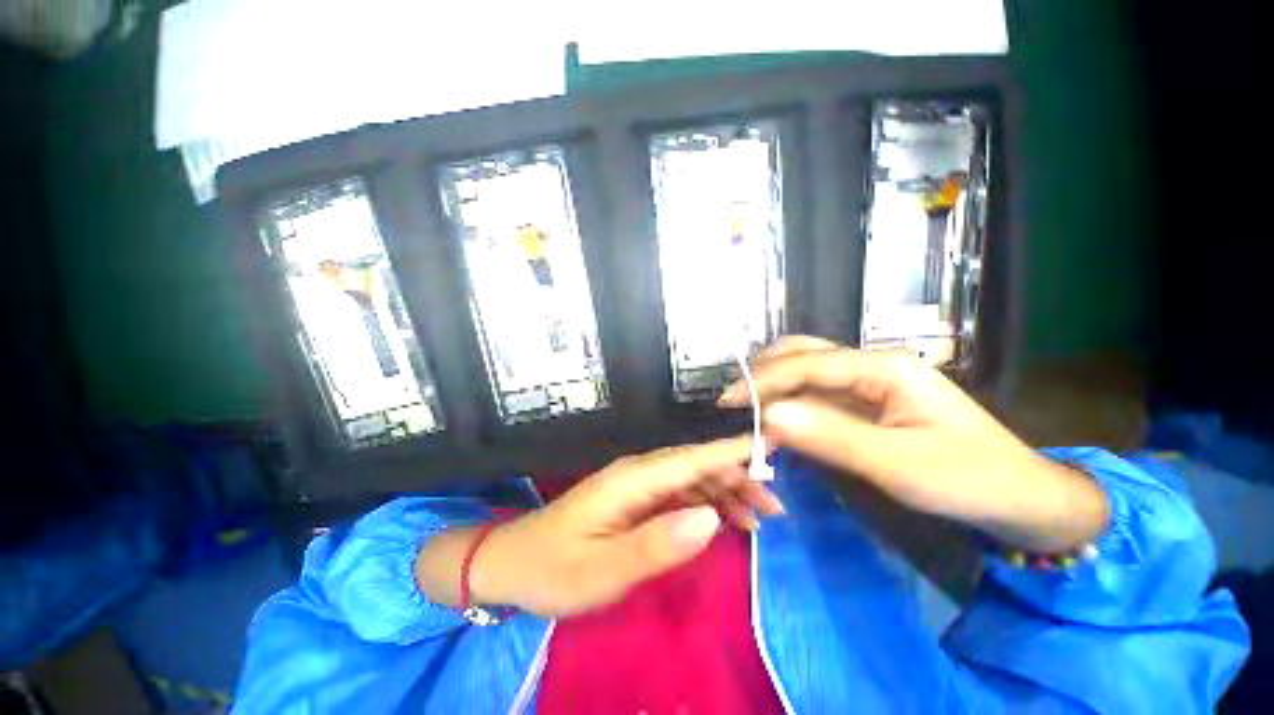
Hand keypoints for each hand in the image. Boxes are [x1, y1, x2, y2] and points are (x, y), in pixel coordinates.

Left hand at [420, 436, 782, 617]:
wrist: (514, 563)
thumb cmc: (555, 568)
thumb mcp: (603, 570)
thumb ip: (656, 544)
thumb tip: (711, 518)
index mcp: (632, 479)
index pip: (691, 458)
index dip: (732, 449)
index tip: (772, 441)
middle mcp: (638, 472)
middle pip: (696, 465)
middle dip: (737, 477)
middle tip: (775, 506)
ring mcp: (636, 485)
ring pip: (691, 478)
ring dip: (725, 492)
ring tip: (758, 517)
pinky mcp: (635, 499)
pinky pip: (678, 494)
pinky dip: (705, 503)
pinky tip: (723, 521)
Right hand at [719, 336, 1109, 552]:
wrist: (1020, 498)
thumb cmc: (968, 479)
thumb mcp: (898, 464)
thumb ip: (829, 436)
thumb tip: (768, 416)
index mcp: (882, 367)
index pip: (807, 364)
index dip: (763, 380)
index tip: (728, 401)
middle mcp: (871, 365)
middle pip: (803, 353)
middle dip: (763, 373)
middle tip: (734, 401)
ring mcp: (869, 383)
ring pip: (807, 370)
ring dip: (774, 385)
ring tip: (747, 406)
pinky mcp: (867, 402)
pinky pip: (818, 394)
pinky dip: (790, 402)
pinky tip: (776, 417)